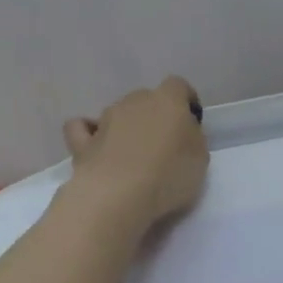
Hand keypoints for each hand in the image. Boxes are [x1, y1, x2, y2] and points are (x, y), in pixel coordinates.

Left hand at [62, 77, 208, 231]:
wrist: (119, 195)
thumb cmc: (169, 175)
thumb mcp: (200, 157)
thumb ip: (192, 137)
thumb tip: (182, 131)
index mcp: (167, 101)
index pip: (178, 86)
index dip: (186, 101)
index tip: (191, 122)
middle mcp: (134, 102)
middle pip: (147, 100)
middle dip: (155, 117)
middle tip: (163, 146)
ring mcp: (104, 119)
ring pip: (118, 113)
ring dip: (126, 128)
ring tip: (132, 157)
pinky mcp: (82, 142)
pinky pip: (82, 128)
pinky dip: (88, 133)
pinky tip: (96, 145)